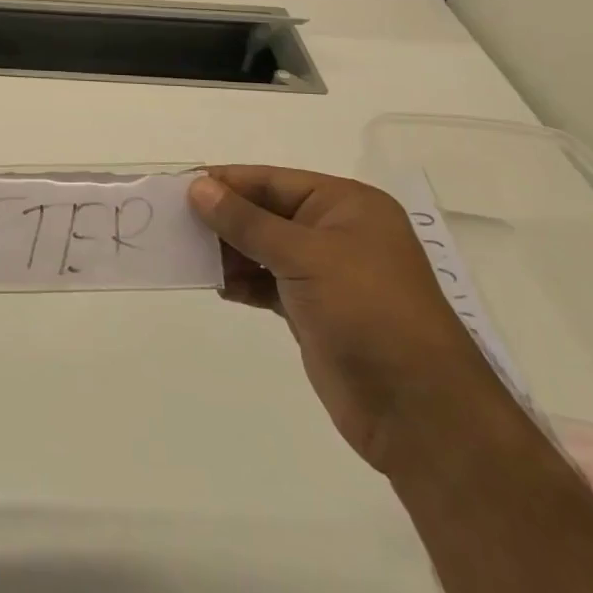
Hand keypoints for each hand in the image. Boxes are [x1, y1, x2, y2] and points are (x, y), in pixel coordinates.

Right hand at [189, 167, 516, 476]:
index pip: (272, 181)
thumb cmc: (368, 312)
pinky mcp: (315, 311)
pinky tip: (217, 286)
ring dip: (228, 252)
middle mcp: (337, 233)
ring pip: (263, 249)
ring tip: (187, 256)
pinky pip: (268, 283)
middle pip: (266, 213)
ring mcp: (327, 274)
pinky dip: (242, 283)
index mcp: (346, 206)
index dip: (226, 183)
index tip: (178, 188)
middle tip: (173, 223)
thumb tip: (198, 187)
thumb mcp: (304, 256)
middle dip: (223, 219)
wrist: (419, 411)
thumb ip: (247, 221)